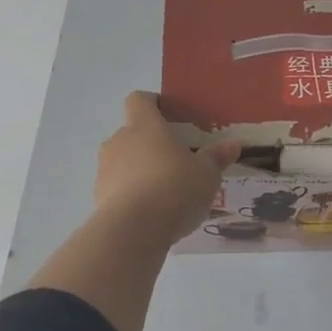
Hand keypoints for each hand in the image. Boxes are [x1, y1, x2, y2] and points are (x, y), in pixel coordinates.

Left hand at [95, 92, 240, 241]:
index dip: (152, 103)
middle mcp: (119, 140)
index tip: (168, 115)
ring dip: (138, 170)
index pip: (139, 100)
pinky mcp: (98, 197)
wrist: (134, 230)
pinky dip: (130, 194)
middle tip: (174, 161)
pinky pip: (116, 187)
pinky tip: (150, 213)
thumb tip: (234, 144)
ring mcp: (104, 169)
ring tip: (163, 191)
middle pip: (131, 132)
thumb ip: (217, 157)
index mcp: (144, 125)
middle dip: (150, 144)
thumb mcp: (206, 174)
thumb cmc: (174, 188)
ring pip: (122, 161)